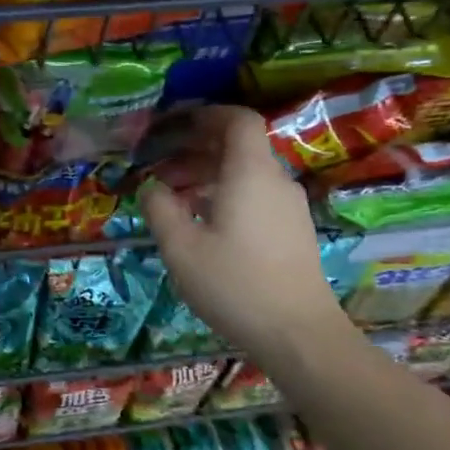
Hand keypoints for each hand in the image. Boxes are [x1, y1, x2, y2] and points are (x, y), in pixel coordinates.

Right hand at [139, 105, 348, 353]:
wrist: (298, 334)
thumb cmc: (234, 284)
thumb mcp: (181, 247)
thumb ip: (160, 208)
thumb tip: (151, 187)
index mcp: (250, 173)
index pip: (238, 120)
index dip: (207, 115)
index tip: (175, 124)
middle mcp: (275, 181)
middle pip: (239, 146)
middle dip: (196, 148)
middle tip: (159, 165)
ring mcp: (288, 207)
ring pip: (245, 173)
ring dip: (207, 175)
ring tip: (173, 197)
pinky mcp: (292, 231)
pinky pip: (255, 195)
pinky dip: (225, 194)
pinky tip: (201, 223)